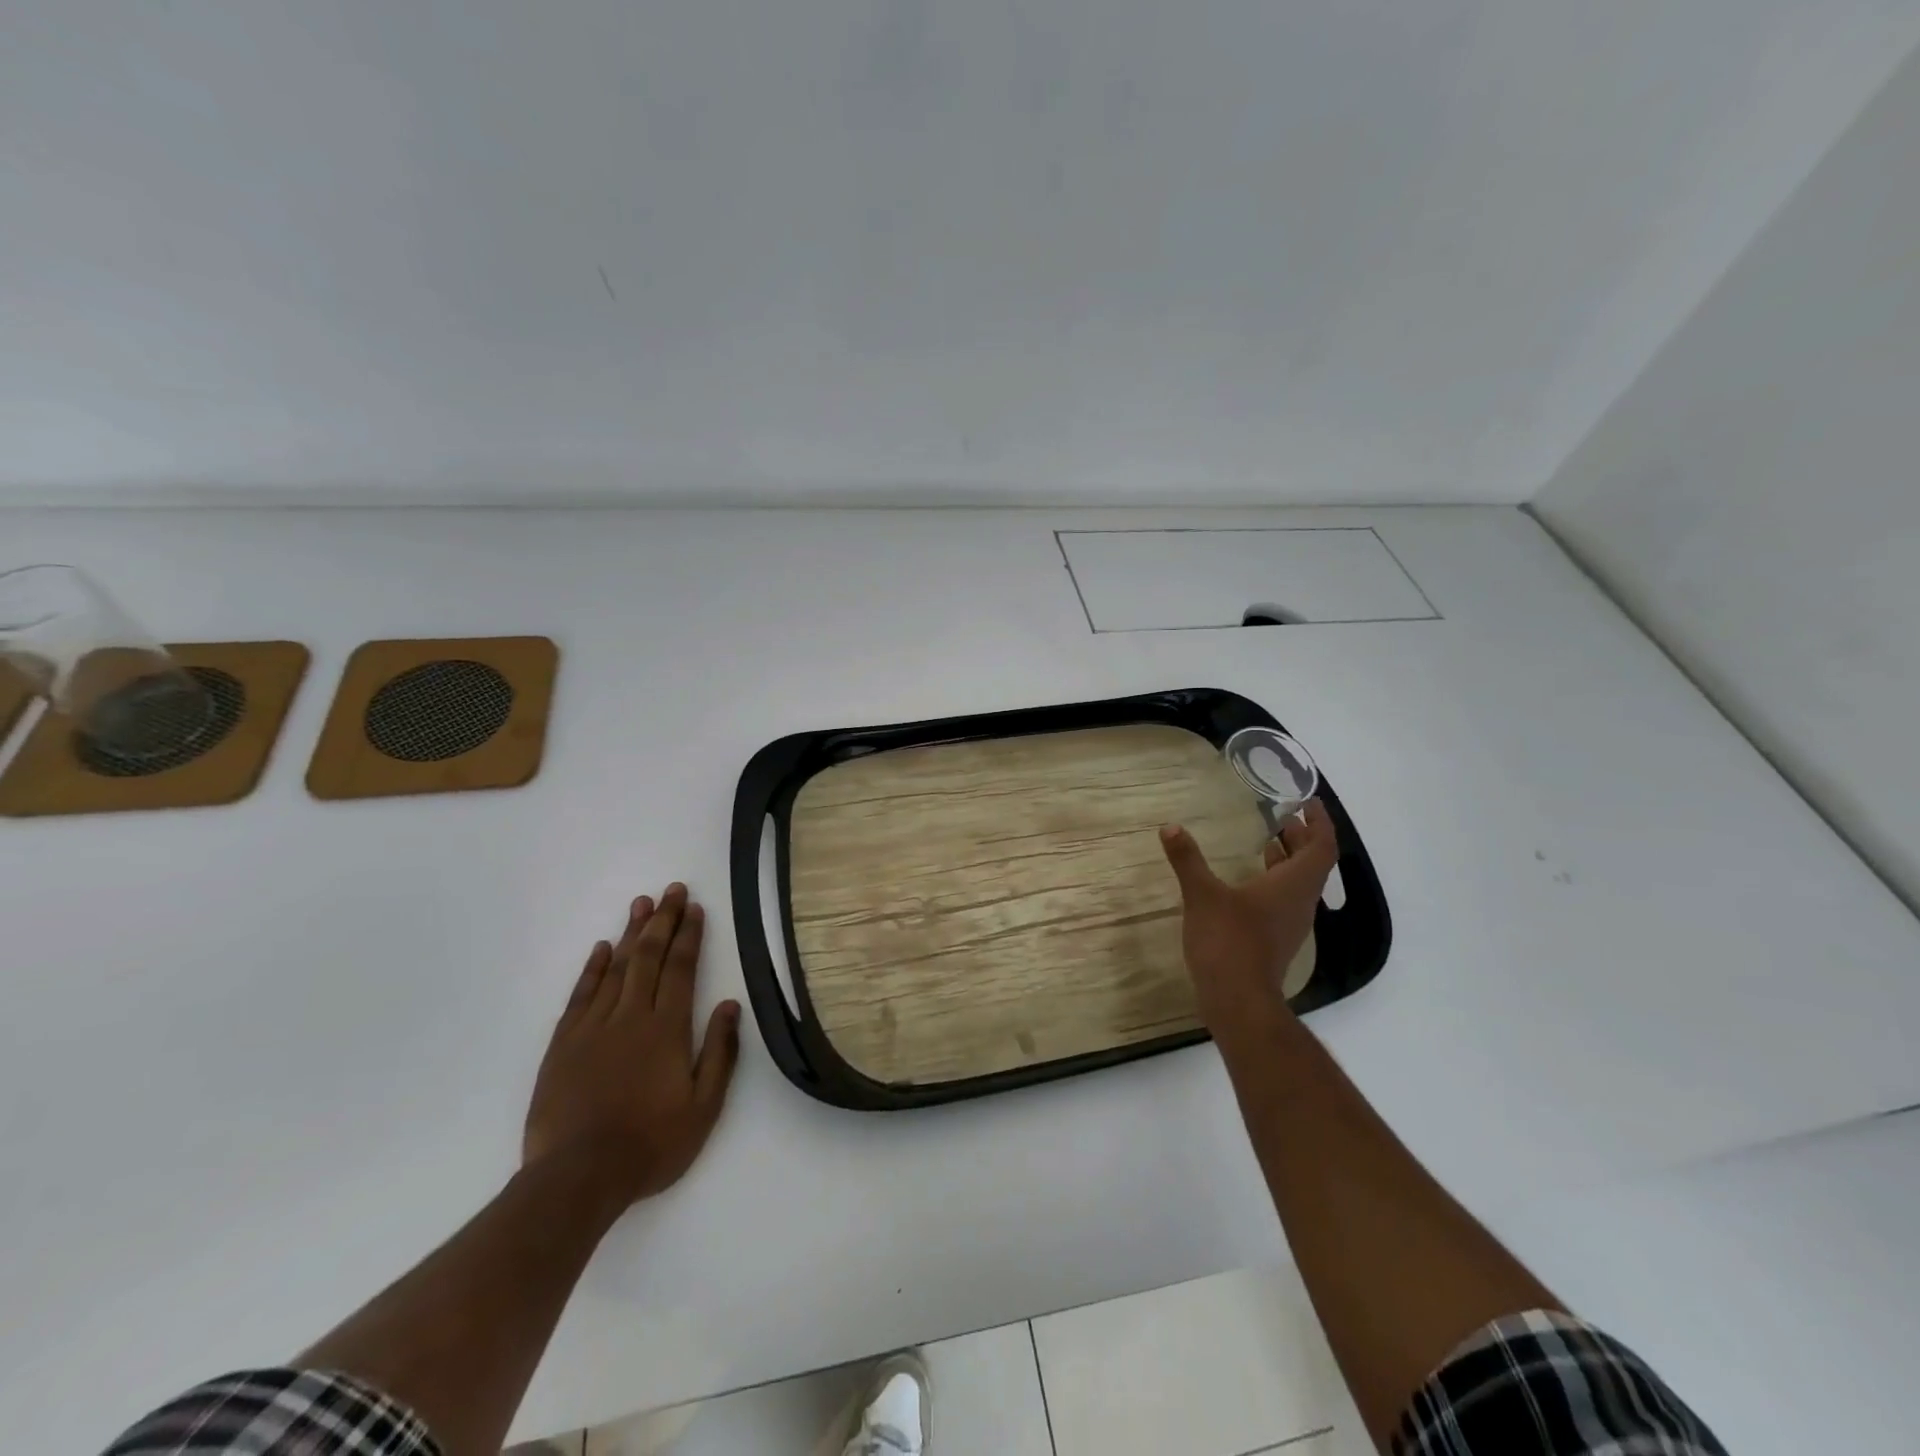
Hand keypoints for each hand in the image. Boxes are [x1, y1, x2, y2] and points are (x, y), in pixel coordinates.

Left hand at [523, 883, 740, 1211]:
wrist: (577, 1178)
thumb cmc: (650, 1144)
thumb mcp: (703, 1108)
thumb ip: (719, 1053)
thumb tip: (730, 1005)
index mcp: (668, 1029)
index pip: (681, 968)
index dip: (689, 936)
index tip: (695, 908)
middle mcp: (632, 1016)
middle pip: (649, 957)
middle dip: (663, 921)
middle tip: (672, 890)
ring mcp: (594, 1027)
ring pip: (616, 968)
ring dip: (630, 933)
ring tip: (642, 904)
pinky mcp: (564, 1043)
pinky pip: (581, 994)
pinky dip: (592, 968)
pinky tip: (601, 948)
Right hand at [1160, 800, 1339, 1035]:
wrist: (1238, 1000)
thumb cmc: (1228, 940)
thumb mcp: (1202, 894)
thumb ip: (1187, 859)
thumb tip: (1170, 827)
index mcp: (1293, 884)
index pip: (1322, 846)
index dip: (1319, 822)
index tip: (1307, 802)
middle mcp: (1300, 902)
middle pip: (1313, 863)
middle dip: (1302, 837)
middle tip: (1284, 817)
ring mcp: (1291, 924)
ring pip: (1300, 883)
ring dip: (1289, 859)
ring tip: (1268, 840)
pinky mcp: (1277, 939)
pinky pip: (1286, 900)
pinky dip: (1276, 880)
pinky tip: (1250, 880)